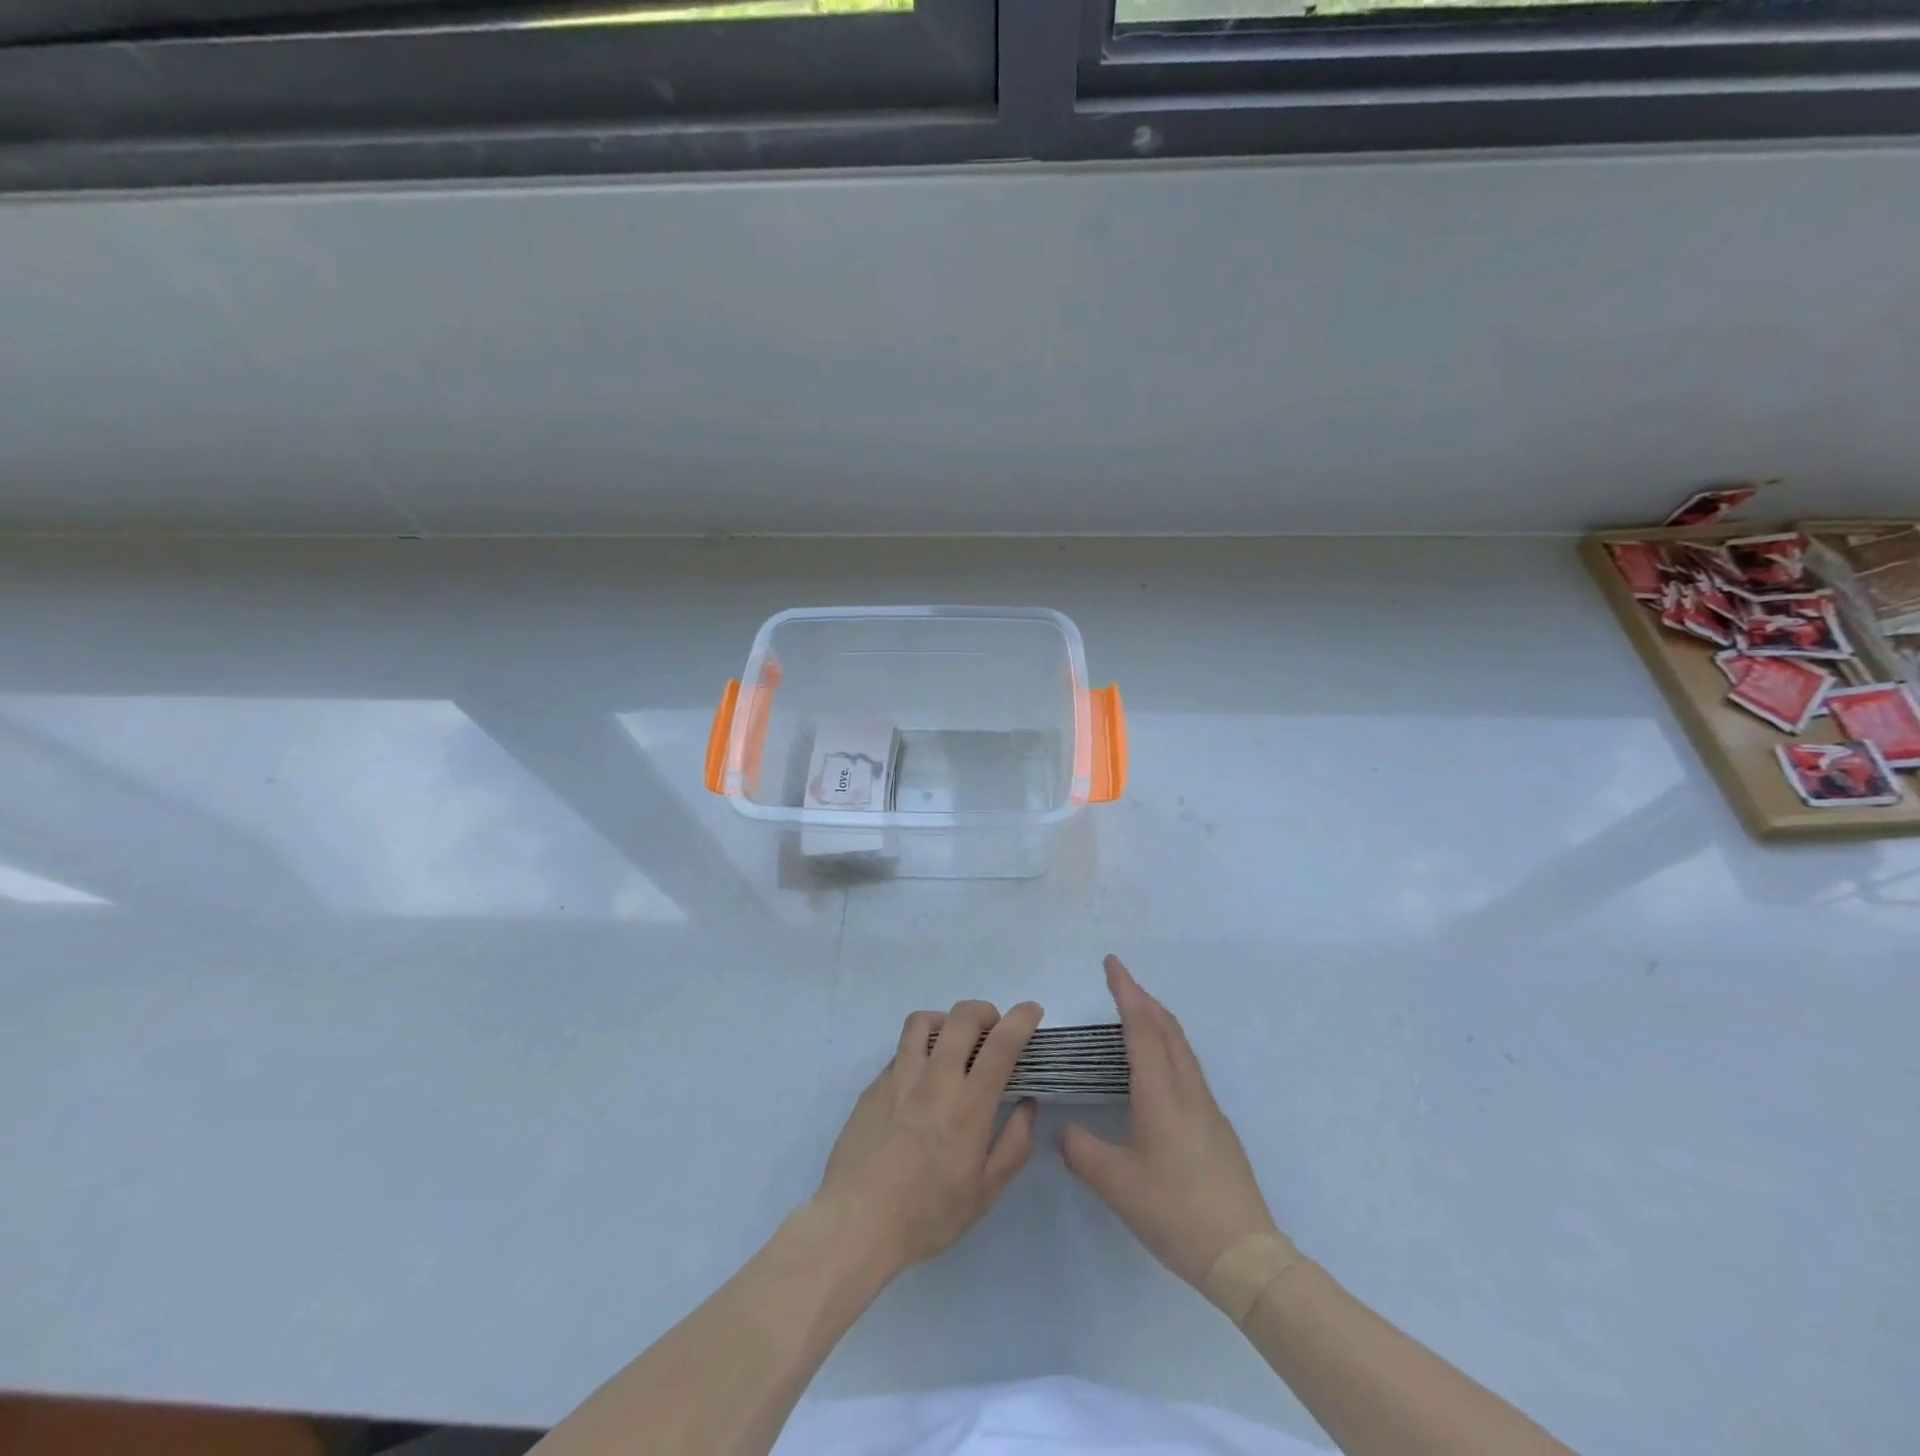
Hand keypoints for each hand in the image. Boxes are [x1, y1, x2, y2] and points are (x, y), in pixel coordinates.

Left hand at [815, 999, 1042, 1275]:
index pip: (1001, 1043)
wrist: (856, 1222)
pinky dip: (920, 1049)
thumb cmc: (927, 1214)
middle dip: (986, 1011)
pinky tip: (922, 1079)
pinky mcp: (875, 1084)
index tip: (1032, 1010)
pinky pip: (901, 1050)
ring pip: (924, 1021)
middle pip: (962, 1017)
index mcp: (968, 1105)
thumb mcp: (984, 1193)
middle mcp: (935, 1079)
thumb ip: (1013, 1145)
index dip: (1021, 1018)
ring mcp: (900, 1076)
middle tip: (994, 1029)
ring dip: (947, 1021)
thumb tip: (1027, 1105)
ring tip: (954, 1042)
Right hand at [1062, 956, 1278, 1288]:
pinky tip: (1157, 1070)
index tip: (1112, 963)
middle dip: (1142, 998)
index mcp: (1160, 1092)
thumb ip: (1082, 1151)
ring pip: (1181, 1046)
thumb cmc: (1175, 1211)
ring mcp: (1207, 1107)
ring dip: (1158, 1020)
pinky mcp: (1217, 1127)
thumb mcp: (1116, 1185)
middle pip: (1166, 1027)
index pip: (1141, 1027)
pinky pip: (1188, 1067)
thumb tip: (1064, 1130)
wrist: (1244, 1254)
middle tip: (1119, 981)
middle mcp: (1187, 1089)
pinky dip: (1168, 1046)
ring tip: (1135, 1015)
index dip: (1125, 991)